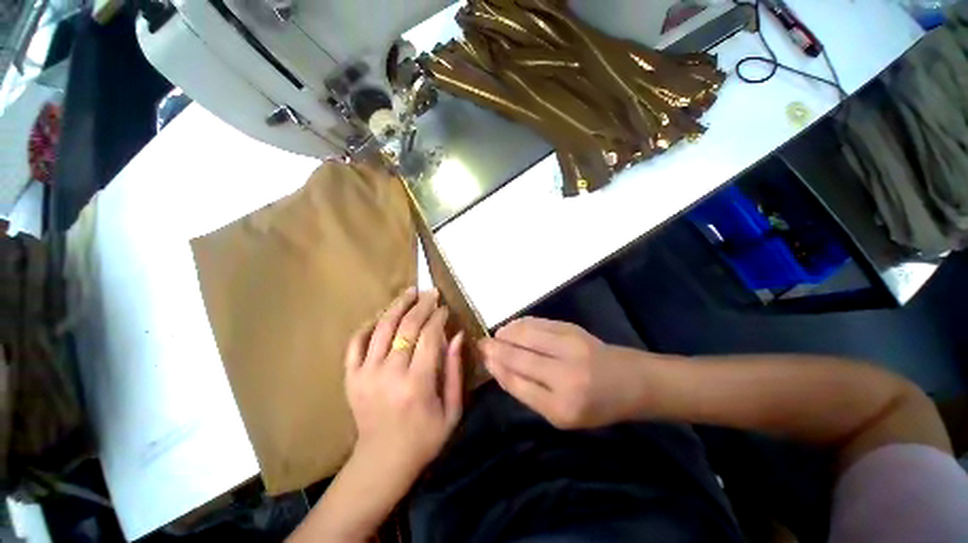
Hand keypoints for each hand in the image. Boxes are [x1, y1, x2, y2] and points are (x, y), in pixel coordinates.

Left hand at [344, 288, 463, 484]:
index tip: (445, 308)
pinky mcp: (351, 378)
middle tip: (431, 292)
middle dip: (422, 305)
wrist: (382, 462)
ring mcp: (366, 374)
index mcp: (418, 383)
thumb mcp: (453, 409)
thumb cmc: (425, 438)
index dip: (438, 317)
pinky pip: (355, 343)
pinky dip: (368, 326)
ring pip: (382, 328)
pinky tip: (380, 316)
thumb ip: (455, 370)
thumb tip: (458, 335)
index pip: (430, 336)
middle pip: (407, 327)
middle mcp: (390, 374)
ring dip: (397, 305)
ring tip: (409, 292)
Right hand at [480, 317, 650, 429]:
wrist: (629, 380)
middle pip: (517, 355)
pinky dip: (520, 324)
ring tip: (496, 336)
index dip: (496, 368)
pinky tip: (512, 327)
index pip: (516, 382)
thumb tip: (499, 367)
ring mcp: (570, 346)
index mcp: (561, 406)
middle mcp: (565, 375)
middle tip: (480, 344)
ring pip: (525, 334)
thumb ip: (529, 393)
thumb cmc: (595, 405)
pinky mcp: (572, 329)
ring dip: (505, 333)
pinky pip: (537, 323)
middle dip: (494, 348)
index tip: (483, 358)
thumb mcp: (562, 415)